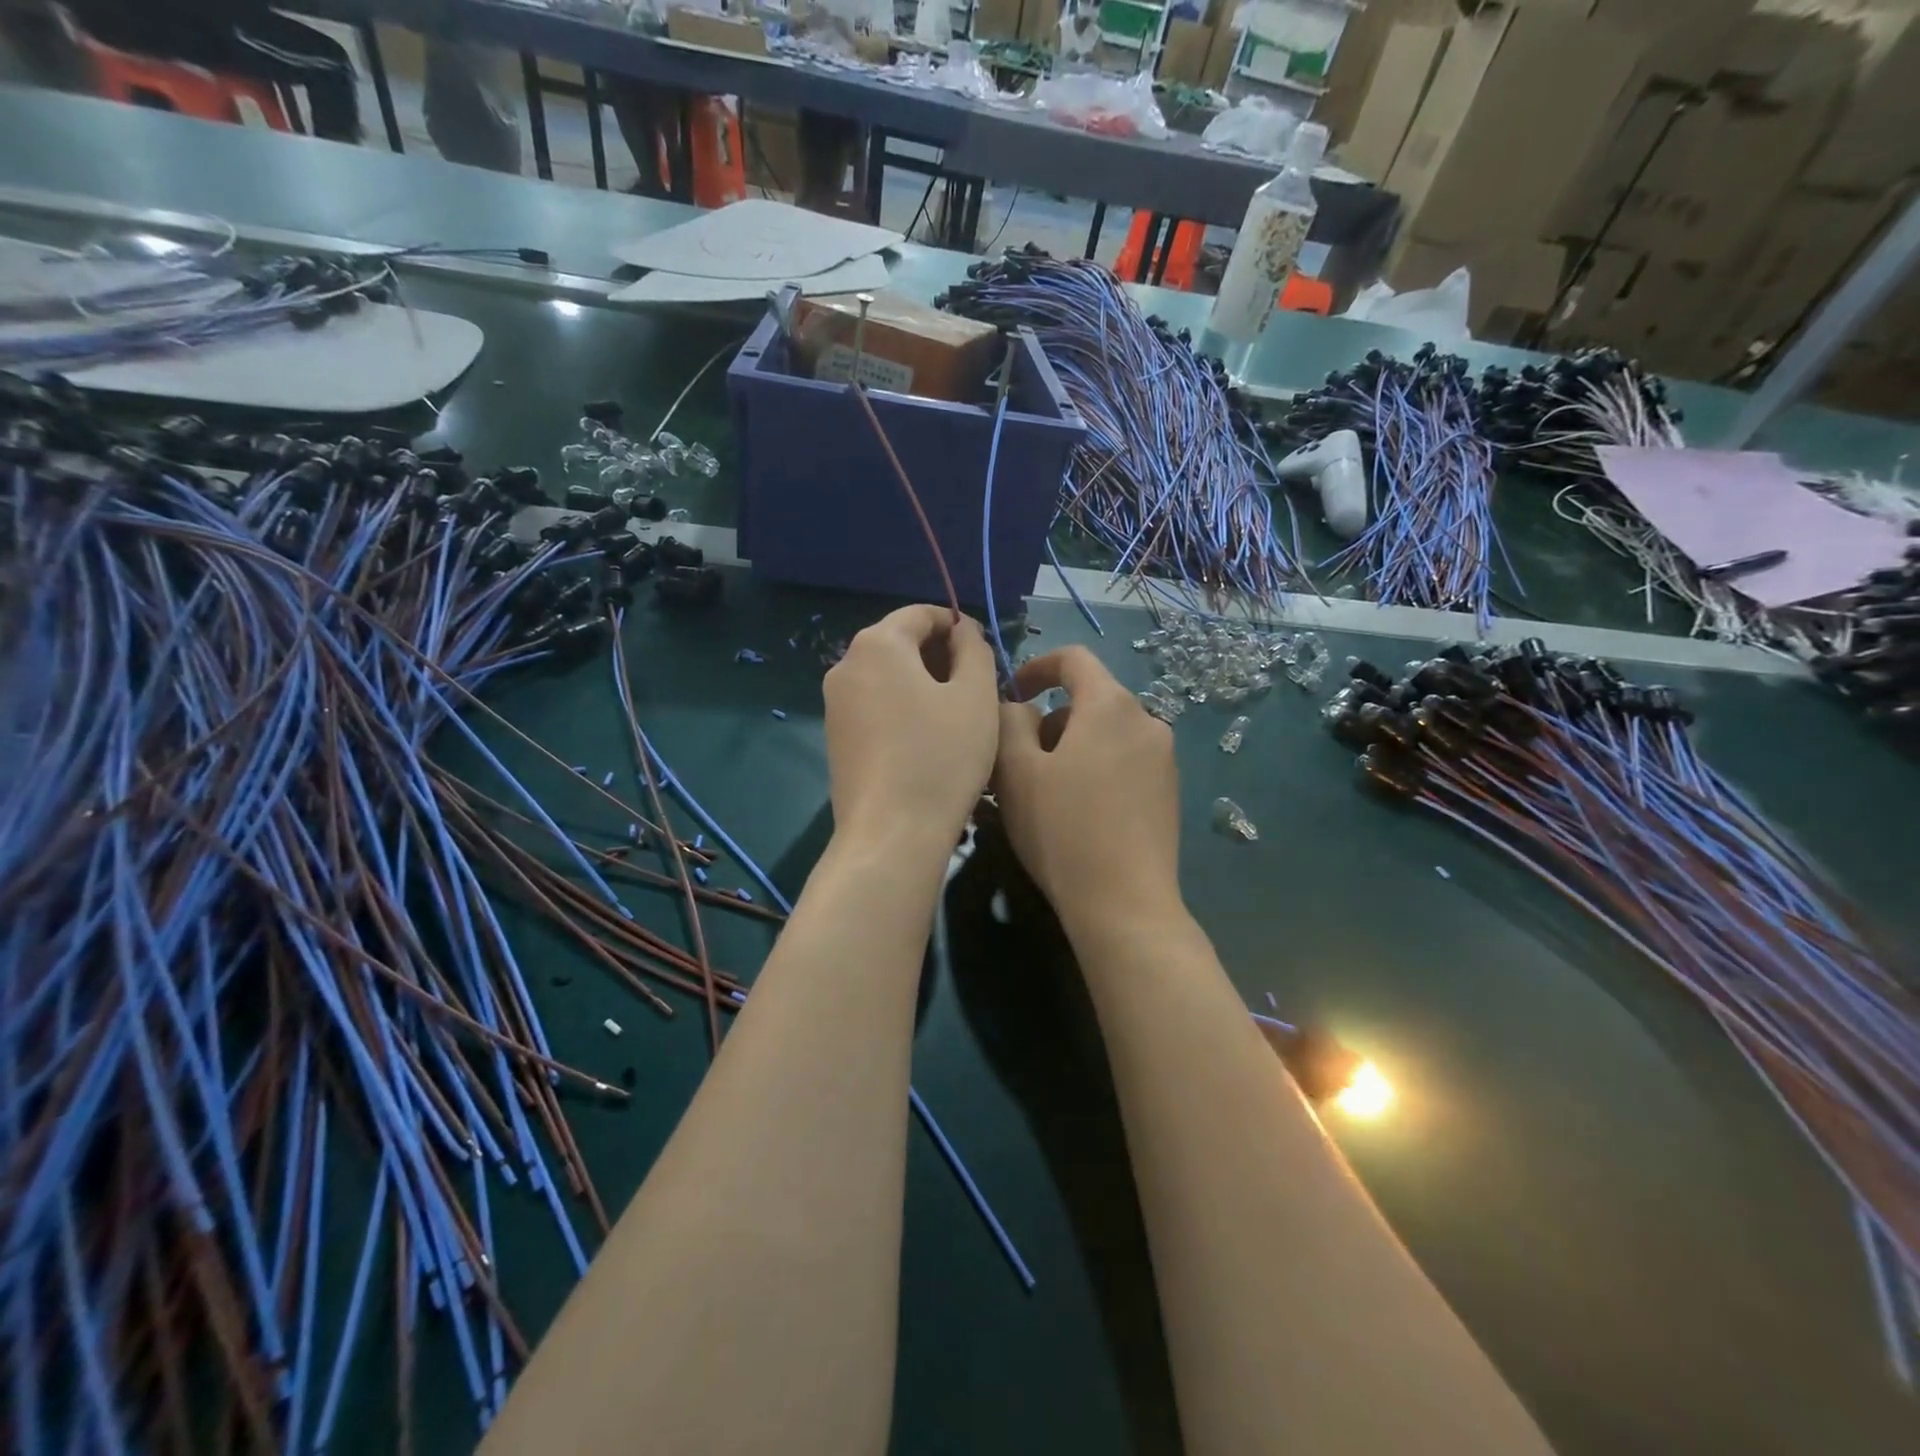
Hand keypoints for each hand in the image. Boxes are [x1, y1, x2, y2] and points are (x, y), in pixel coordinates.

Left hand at [823, 604, 998, 854]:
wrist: (891, 834)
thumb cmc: (942, 757)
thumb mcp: (976, 695)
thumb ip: (974, 649)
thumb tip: (962, 632)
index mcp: (877, 644)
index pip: (920, 614)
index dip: (957, 625)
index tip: (985, 652)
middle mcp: (846, 665)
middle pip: (900, 643)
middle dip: (940, 656)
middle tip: (977, 687)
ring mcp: (834, 704)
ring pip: (887, 677)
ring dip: (923, 684)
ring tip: (957, 716)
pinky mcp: (835, 738)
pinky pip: (875, 706)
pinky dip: (903, 708)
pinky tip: (928, 740)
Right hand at [992, 646, 1181, 936]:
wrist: (1124, 904)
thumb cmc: (1062, 830)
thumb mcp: (1016, 772)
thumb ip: (1009, 721)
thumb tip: (1019, 707)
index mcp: (1111, 705)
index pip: (1073, 659)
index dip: (1036, 667)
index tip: (1012, 695)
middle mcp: (1146, 720)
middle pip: (1089, 699)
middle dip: (1049, 719)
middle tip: (1018, 762)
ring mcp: (1164, 758)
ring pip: (1106, 733)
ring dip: (1071, 746)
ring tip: (1043, 791)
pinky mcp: (1169, 791)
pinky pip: (1124, 760)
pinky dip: (1095, 768)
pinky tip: (1077, 811)